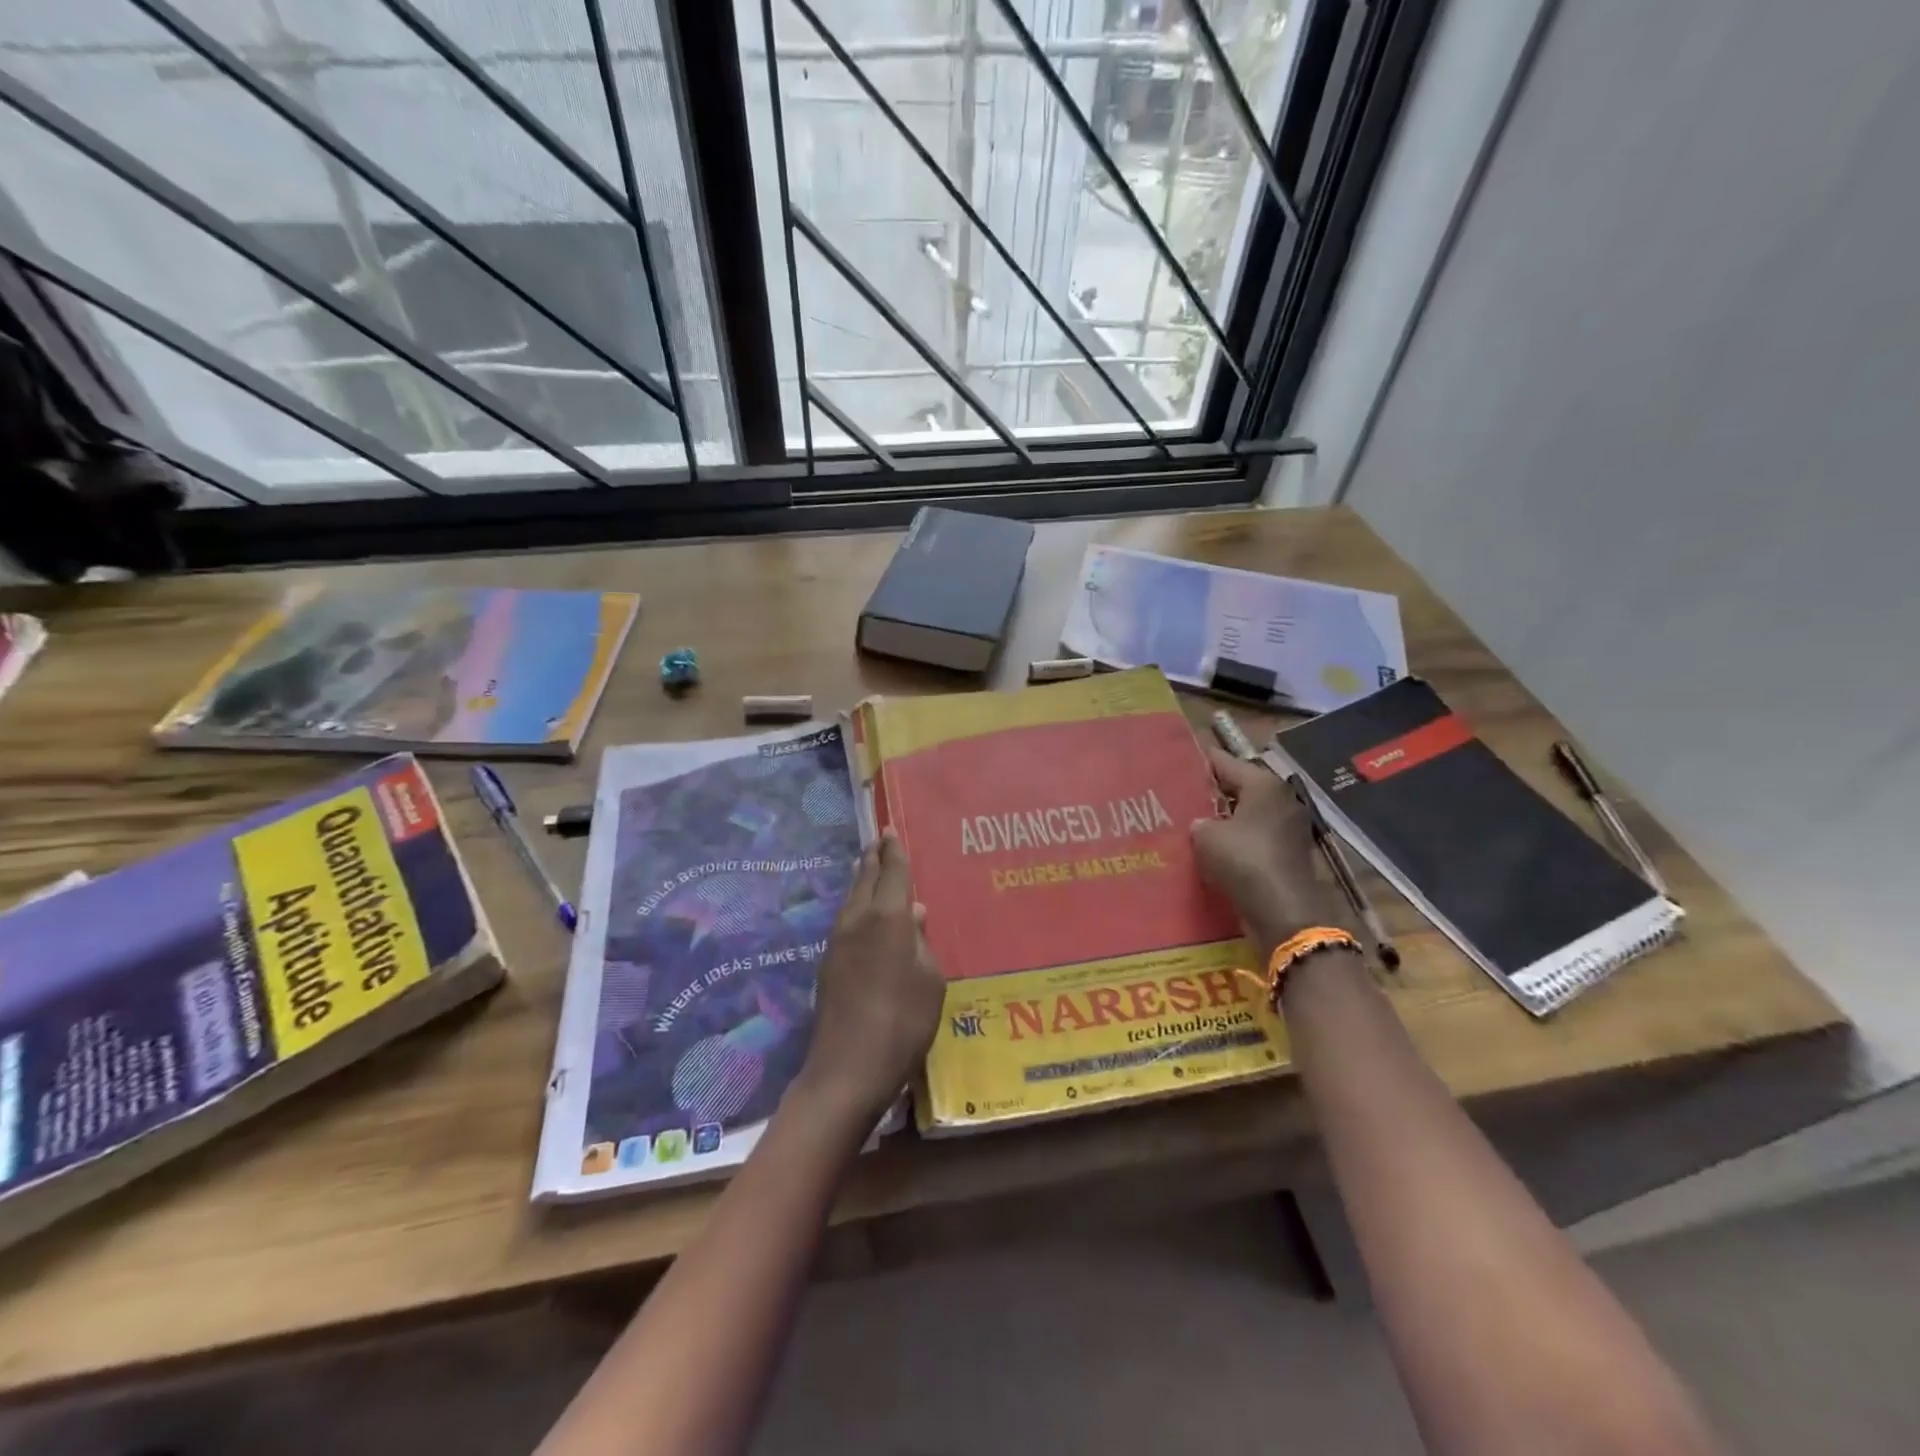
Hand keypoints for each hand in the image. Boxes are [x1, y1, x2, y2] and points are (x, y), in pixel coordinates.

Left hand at [795, 830, 944, 1122]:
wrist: (848, 1067)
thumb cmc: (903, 1021)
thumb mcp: (930, 981)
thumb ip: (922, 943)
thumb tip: (914, 915)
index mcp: (887, 918)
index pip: (891, 872)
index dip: (893, 850)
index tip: (889, 830)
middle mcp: (858, 920)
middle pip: (865, 879)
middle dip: (873, 858)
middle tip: (878, 841)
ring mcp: (838, 941)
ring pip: (852, 899)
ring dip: (862, 881)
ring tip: (869, 869)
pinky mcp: (828, 964)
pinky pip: (847, 921)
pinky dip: (857, 907)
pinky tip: (865, 916)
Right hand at [1190, 746, 1350, 957]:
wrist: (1283, 911)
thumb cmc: (1243, 860)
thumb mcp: (1206, 836)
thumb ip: (1200, 822)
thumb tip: (1202, 824)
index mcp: (1264, 784)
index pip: (1226, 762)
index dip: (1201, 762)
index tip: (1178, 762)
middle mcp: (1281, 799)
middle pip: (1240, 787)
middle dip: (1212, 792)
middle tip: (1181, 796)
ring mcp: (1289, 828)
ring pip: (1247, 814)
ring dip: (1224, 819)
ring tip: (1192, 823)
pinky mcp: (1288, 853)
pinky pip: (1254, 838)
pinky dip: (1236, 841)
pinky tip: (1213, 849)